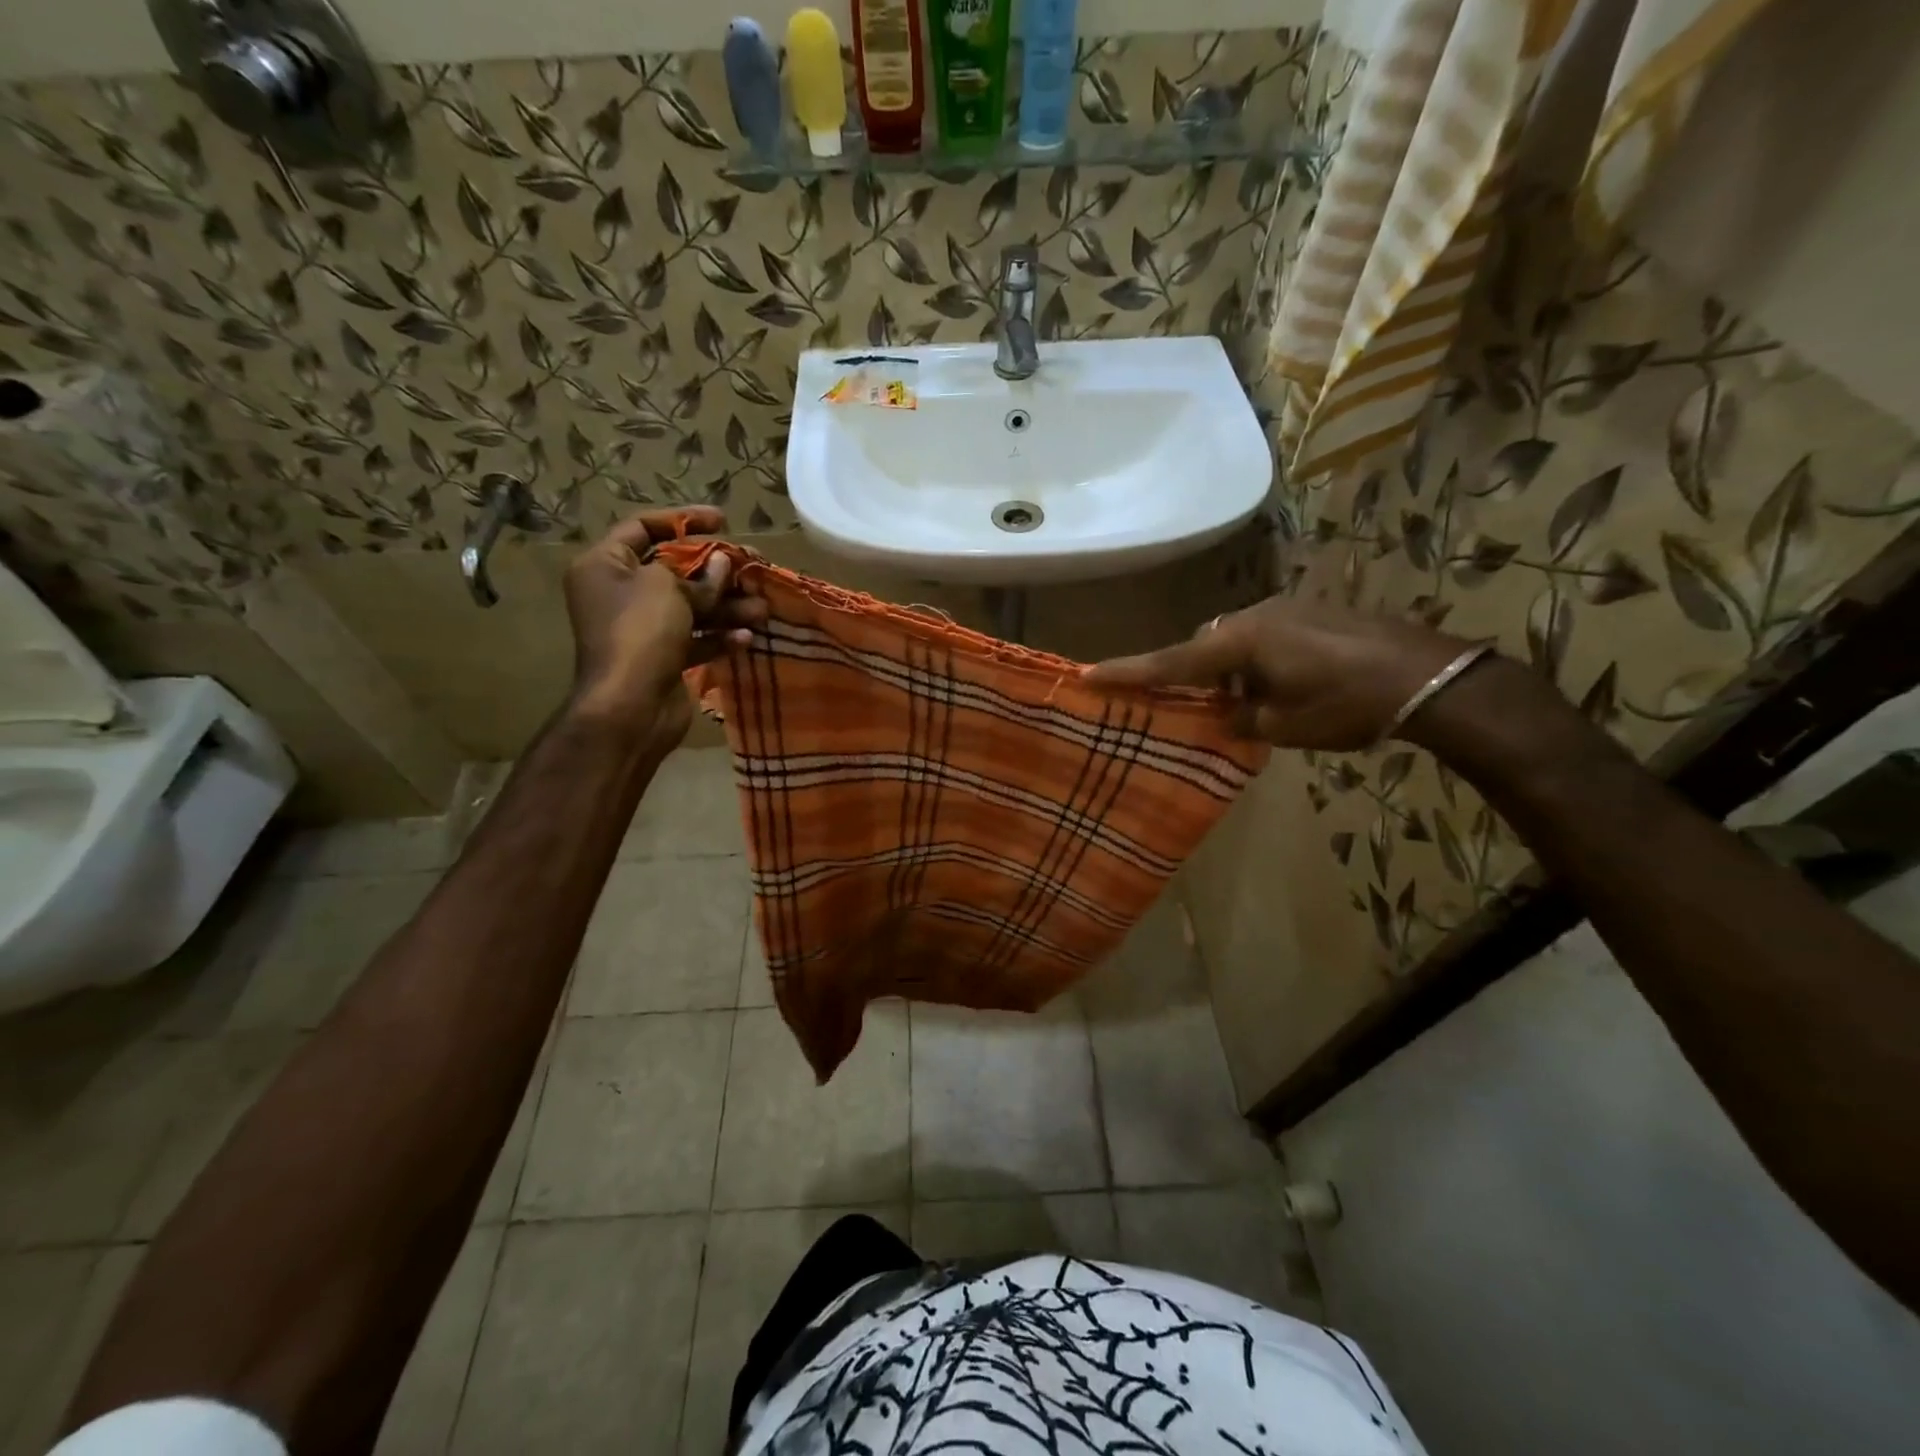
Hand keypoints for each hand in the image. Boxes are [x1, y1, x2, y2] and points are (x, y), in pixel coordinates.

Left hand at [563, 508, 766, 749]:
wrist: (630, 707)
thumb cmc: (641, 632)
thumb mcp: (669, 588)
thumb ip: (700, 574)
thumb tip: (721, 563)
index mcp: (605, 566)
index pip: (642, 527)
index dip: (683, 520)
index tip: (722, 521)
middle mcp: (620, 594)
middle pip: (674, 570)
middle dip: (716, 570)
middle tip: (751, 567)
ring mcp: (642, 629)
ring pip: (691, 607)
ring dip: (727, 606)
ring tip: (761, 609)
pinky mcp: (663, 658)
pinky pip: (695, 638)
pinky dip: (719, 636)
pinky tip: (746, 637)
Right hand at [1084, 594, 1471, 750]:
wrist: (1429, 677)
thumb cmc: (1347, 705)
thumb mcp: (1284, 725)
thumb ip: (1240, 719)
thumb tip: (1225, 716)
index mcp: (1242, 642)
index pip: (1172, 661)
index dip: (1128, 671)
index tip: (1087, 674)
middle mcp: (1256, 616)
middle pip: (1202, 646)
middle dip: (1189, 674)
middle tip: (1188, 707)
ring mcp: (1286, 610)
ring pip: (1234, 641)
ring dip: (1226, 670)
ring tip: (1242, 705)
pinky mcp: (1311, 614)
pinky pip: (1262, 637)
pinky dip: (1254, 662)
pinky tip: (1276, 687)